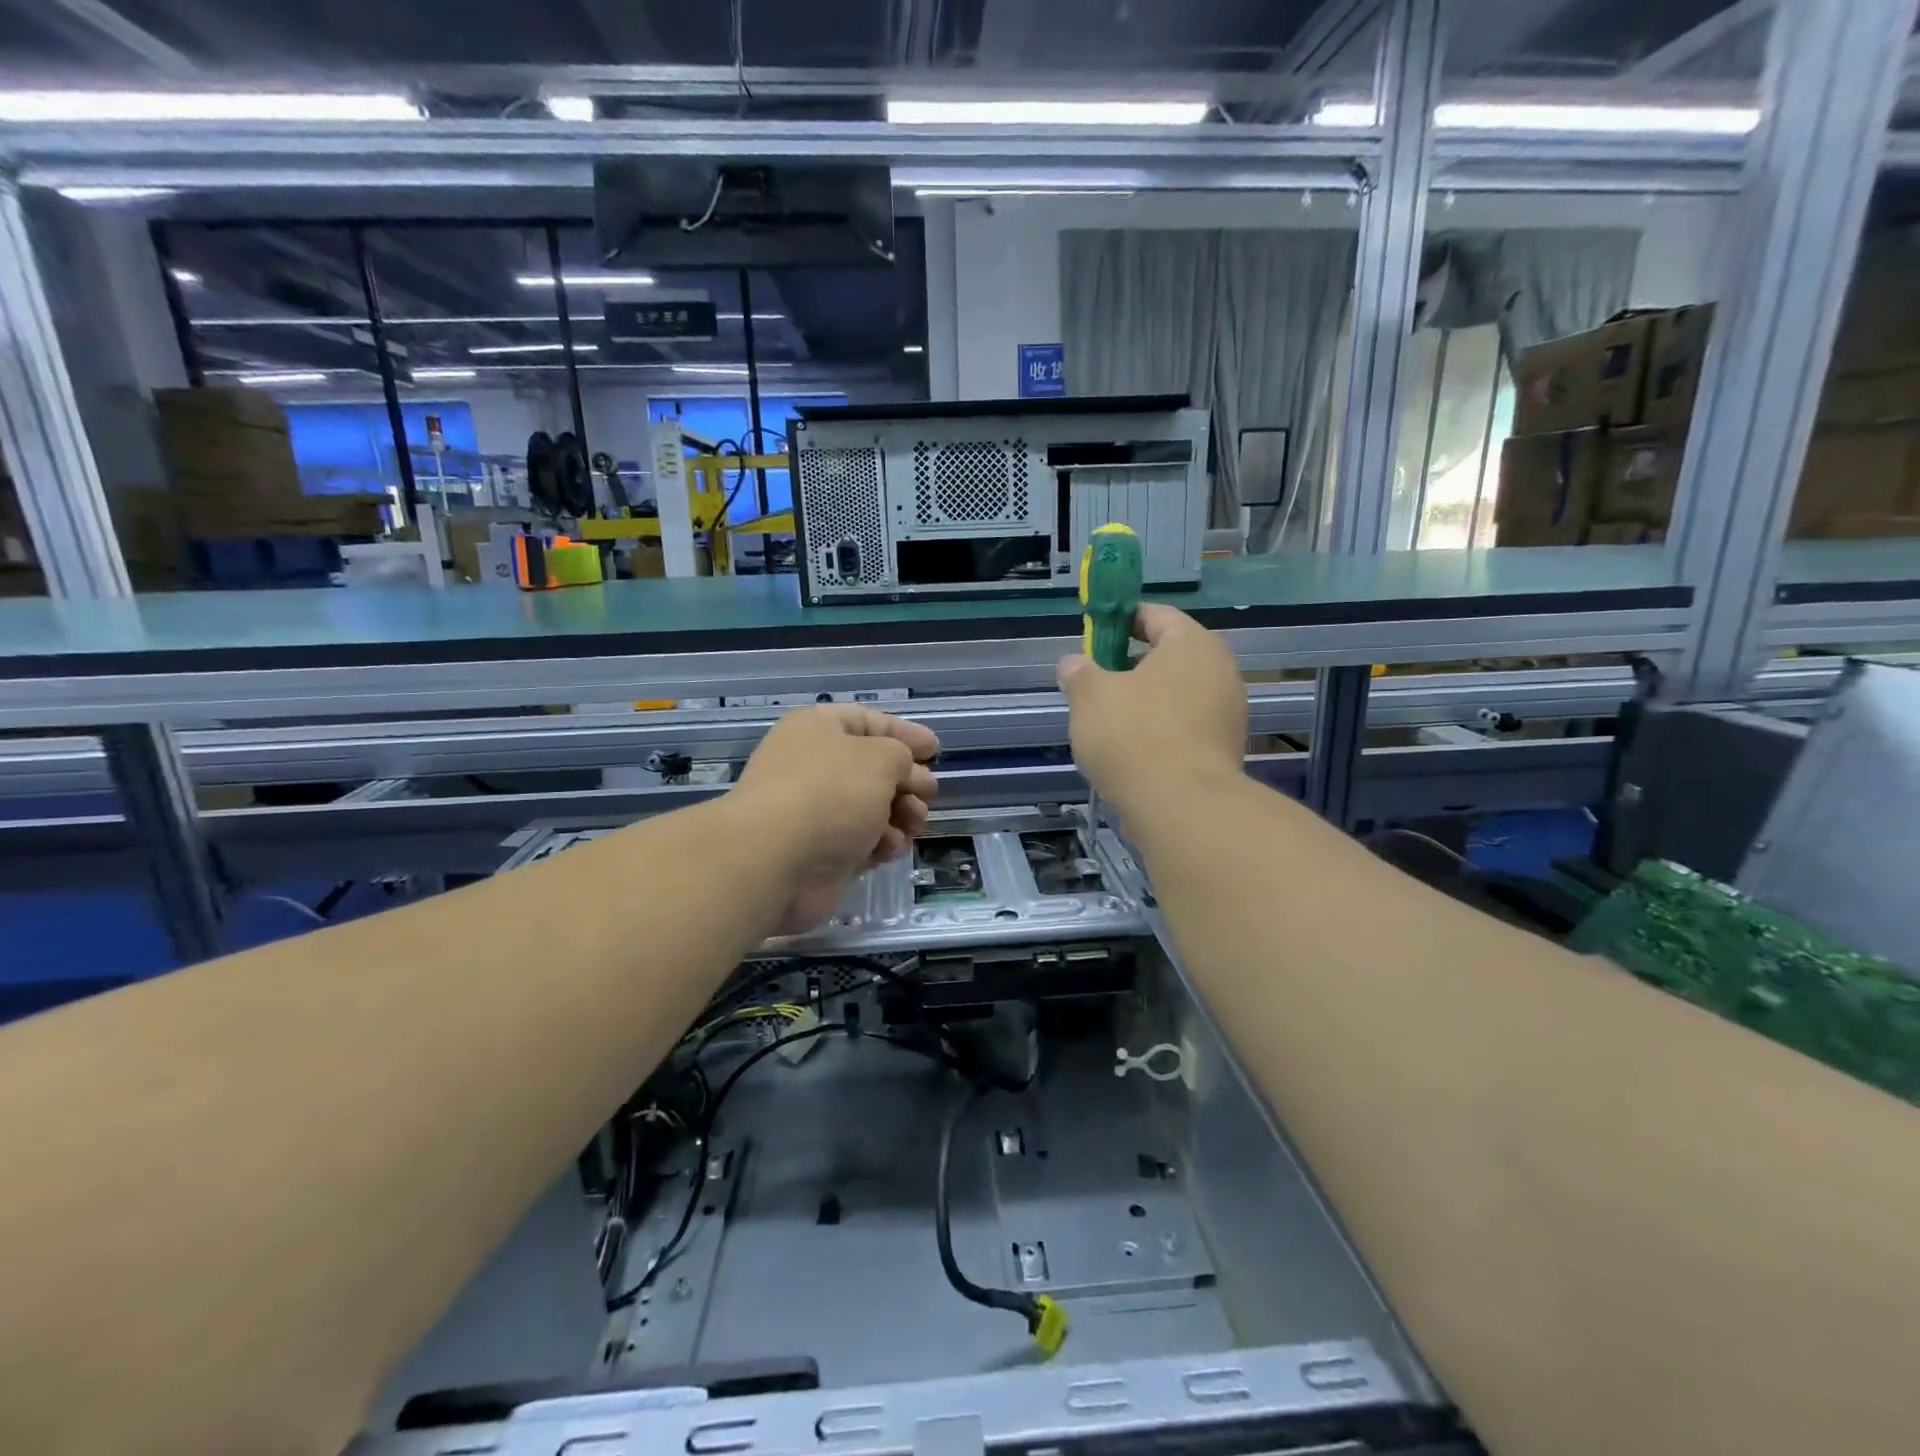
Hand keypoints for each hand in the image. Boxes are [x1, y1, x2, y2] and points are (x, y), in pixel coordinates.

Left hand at [727, 705, 939, 933]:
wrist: (776, 860)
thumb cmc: (830, 792)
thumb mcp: (881, 758)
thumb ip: (903, 756)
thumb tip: (906, 773)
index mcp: (818, 729)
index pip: (868, 721)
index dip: (904, 733)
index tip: (935, 750)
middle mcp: (814, 766)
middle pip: (873, 768)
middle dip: (907, 780)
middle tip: (928, 793)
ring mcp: (816, 812)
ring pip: (873, 807)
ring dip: (901, 814)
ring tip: (914, 822)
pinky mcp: (822, 851)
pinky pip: (863, 841)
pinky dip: (881, 843)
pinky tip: (889, 848)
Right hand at [1057, 604, 1245, 824]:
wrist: (1181, 806)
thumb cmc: (1133, 735)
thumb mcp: (1089, 696)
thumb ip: (1079, 673)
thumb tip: (1073, 664)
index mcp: (1192, 644)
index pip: (1156, 615)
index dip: (1122, 620)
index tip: (1096, 635)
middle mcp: (1220, 671)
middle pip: (1170, 657)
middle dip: (1132, 666)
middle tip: (1097, 682)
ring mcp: (1228, 713)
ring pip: (1178, 694)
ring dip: (1146, 702)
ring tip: (1109, 721)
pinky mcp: (1225, 750)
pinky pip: (1185, 727)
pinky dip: (1160, 731)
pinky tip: (1132, 751)